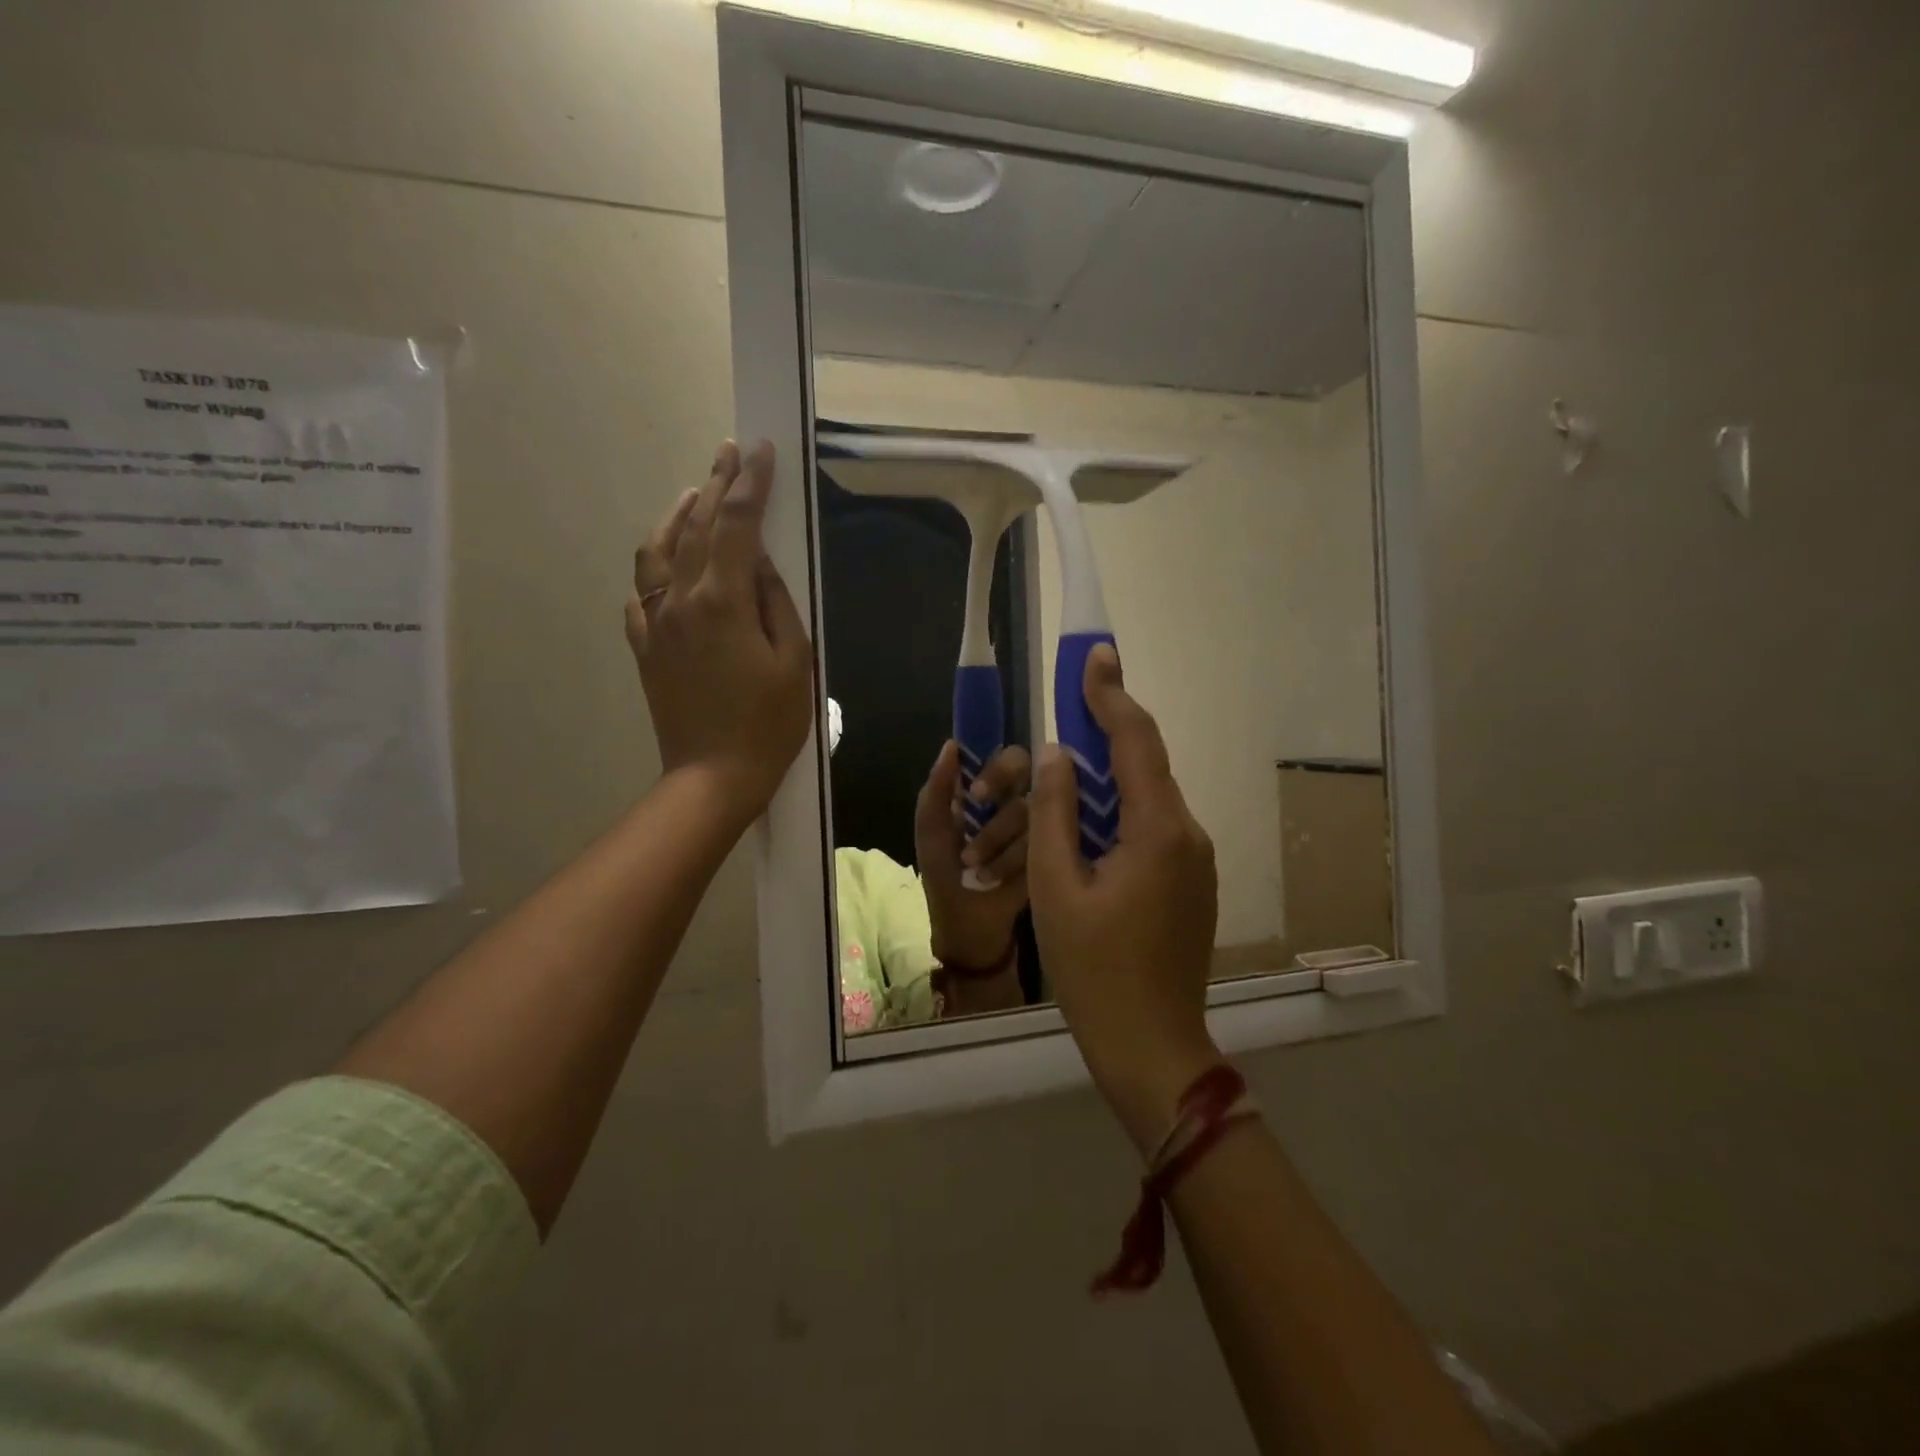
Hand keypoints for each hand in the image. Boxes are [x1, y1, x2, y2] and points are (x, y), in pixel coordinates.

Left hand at [627, 440, 813, 827]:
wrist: (714, 777)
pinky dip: (655, 566)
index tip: (759, 450)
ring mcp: (655, 624)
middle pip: (696, 527)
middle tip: (730, 453)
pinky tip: (668, 565)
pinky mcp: (645, 648)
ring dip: (677, 517)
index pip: (736, 524)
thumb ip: (776, 602)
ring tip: (694, 495)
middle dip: (716, 485)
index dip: (749, 483)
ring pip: (657, 552)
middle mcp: (680, 600)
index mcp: (722, 601)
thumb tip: (758, 561)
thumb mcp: (794, 661)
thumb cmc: (768, 724)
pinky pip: (641, 594)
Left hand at [916, 740, 1030, 968]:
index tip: (978, 795)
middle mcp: (1024, 805)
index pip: (1010, 759)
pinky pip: (1045, 844)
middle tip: (986, 837)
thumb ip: (937, 790)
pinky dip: (1014, 863)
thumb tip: (952, 745)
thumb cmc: (948, 881)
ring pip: (1035, 815)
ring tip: (978, 869)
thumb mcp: (932, 835)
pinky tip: (999, 881)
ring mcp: (1045, 831)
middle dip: (1003, 806)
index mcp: (993, 794)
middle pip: (1034, 781)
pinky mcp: (1059, 857)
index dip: (998, 771)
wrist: (971, 937)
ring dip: (998, 843)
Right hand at [1028, 645, 1222, 1152]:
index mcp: (1158, 831)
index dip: (1111, 695)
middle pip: (1147, 764)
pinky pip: (1154, 827)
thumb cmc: (1094, 972)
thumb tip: (1059, 755)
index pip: (1136, 742)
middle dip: (1108, 729)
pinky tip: (1089, 823)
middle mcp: (1189, 834)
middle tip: (1072, 699)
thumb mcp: (1056, 888)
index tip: (1094, 655)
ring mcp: (1196, 861)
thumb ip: (1056, 813)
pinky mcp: (1191, 883)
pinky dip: (1121, 810)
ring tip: (1069, 764)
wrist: (1152, 1049)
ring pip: (1150, 797)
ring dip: (1110, 776)